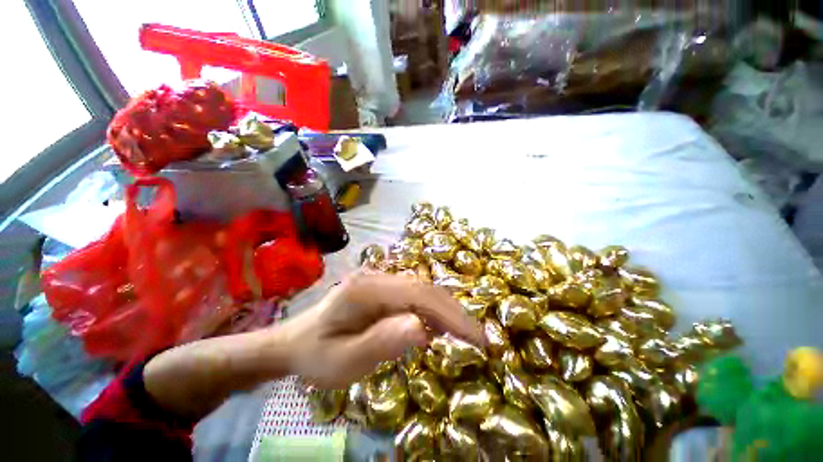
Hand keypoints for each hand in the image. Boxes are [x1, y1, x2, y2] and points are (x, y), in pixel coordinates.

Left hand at [280, 273, 482, 388]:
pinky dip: (432, 311)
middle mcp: (377, 277)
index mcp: (366, 289)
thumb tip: (423, 328)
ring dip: (446, 311)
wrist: (295, 341)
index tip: (477, 338)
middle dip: (454, 312)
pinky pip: (414, 296)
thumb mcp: (343, 361)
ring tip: (464, 335)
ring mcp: (380, 280)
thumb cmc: (316, 355)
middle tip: (479, 339)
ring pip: (423, 290)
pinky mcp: (383, 289)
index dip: (451, 314)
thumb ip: (381, 342)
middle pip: (424, 288)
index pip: (419, 294)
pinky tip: (438, 328)